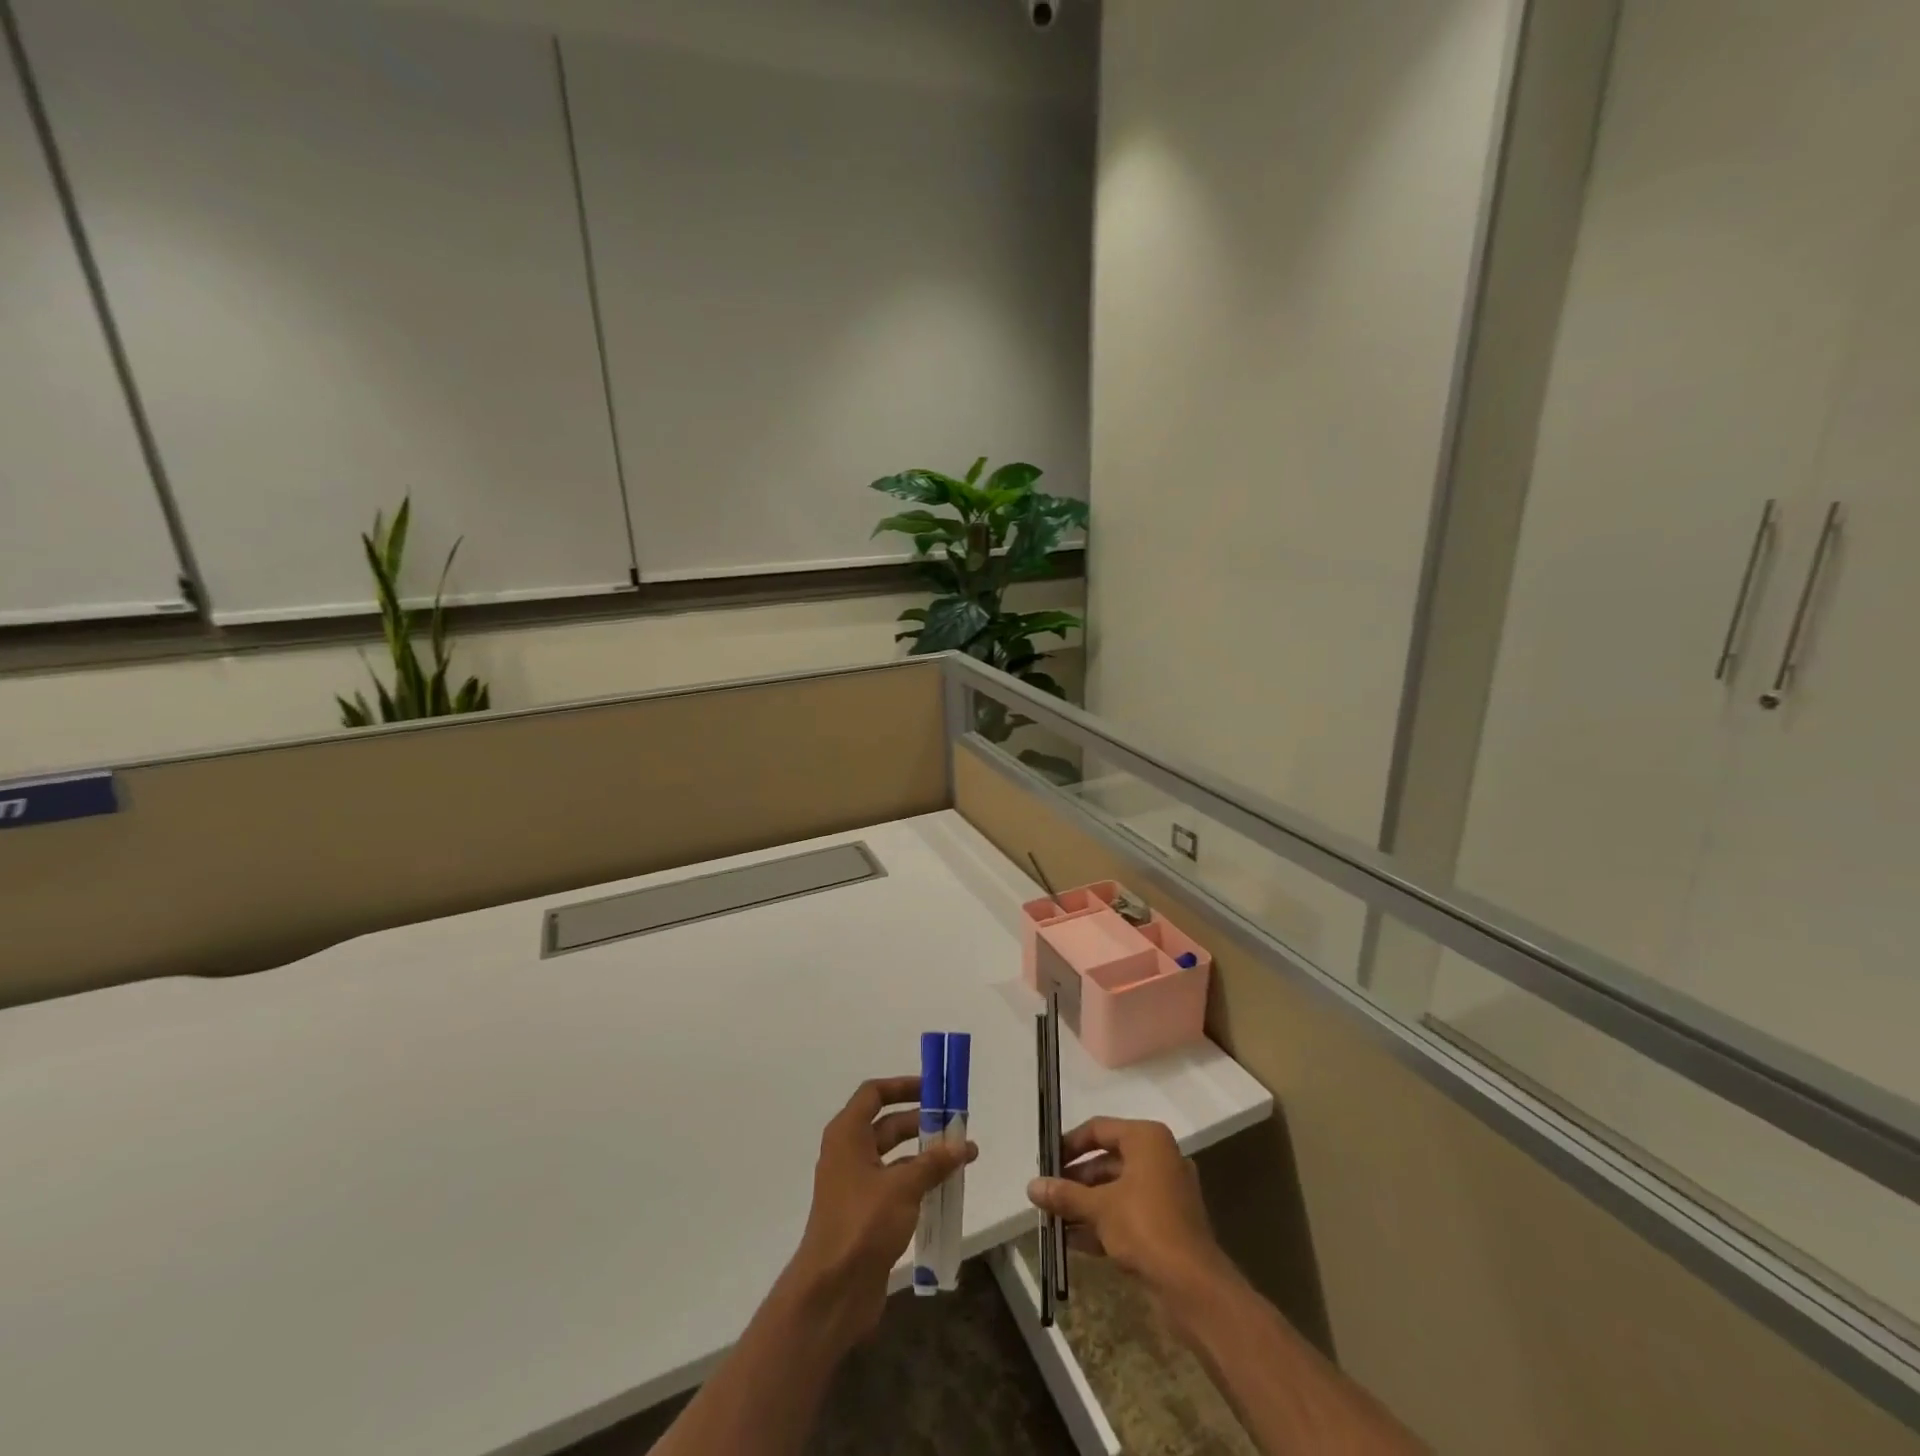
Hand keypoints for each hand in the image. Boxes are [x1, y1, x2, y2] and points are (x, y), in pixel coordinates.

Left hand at [781, 1076, 976, 1349]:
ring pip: (894, 1157)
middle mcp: (848, 1153)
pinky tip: (945, 1190)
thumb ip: (933, 1163)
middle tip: (956, 1126)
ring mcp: (855, 1185)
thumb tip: (962, 1144)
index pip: (874, 1093)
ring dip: (924, 1155)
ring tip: (961, 1159)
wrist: (831, 1292)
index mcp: (848, 1135)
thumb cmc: (862, 1224)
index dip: (903, 1086)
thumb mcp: (903, 1187)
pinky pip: (895, 1185)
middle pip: (887, 1124)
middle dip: (921, 1123)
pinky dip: (918, 1182)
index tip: (933, 1090)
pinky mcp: (865, 1214)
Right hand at [1027, 1117, 1230, 1304]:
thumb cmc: (1145, 1227)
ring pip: (1116, 1190)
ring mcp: (1165, 1192)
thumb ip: (1065, 1195)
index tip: (1046, 1161)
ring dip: (1085, 1204)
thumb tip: (1032, 1186)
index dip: (1070, 1144)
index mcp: (1147, 1140)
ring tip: (1053, 1218)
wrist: (1194, 1287)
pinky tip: (1072, 1240)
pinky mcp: (1167, 1224)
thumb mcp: (1099, 1208)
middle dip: (1075, 1180)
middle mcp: (1159, 1158)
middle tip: (1048, 1193)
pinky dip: (1103, 1222)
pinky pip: (1127, 1213)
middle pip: (1107, 1160)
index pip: (1099, 1129)